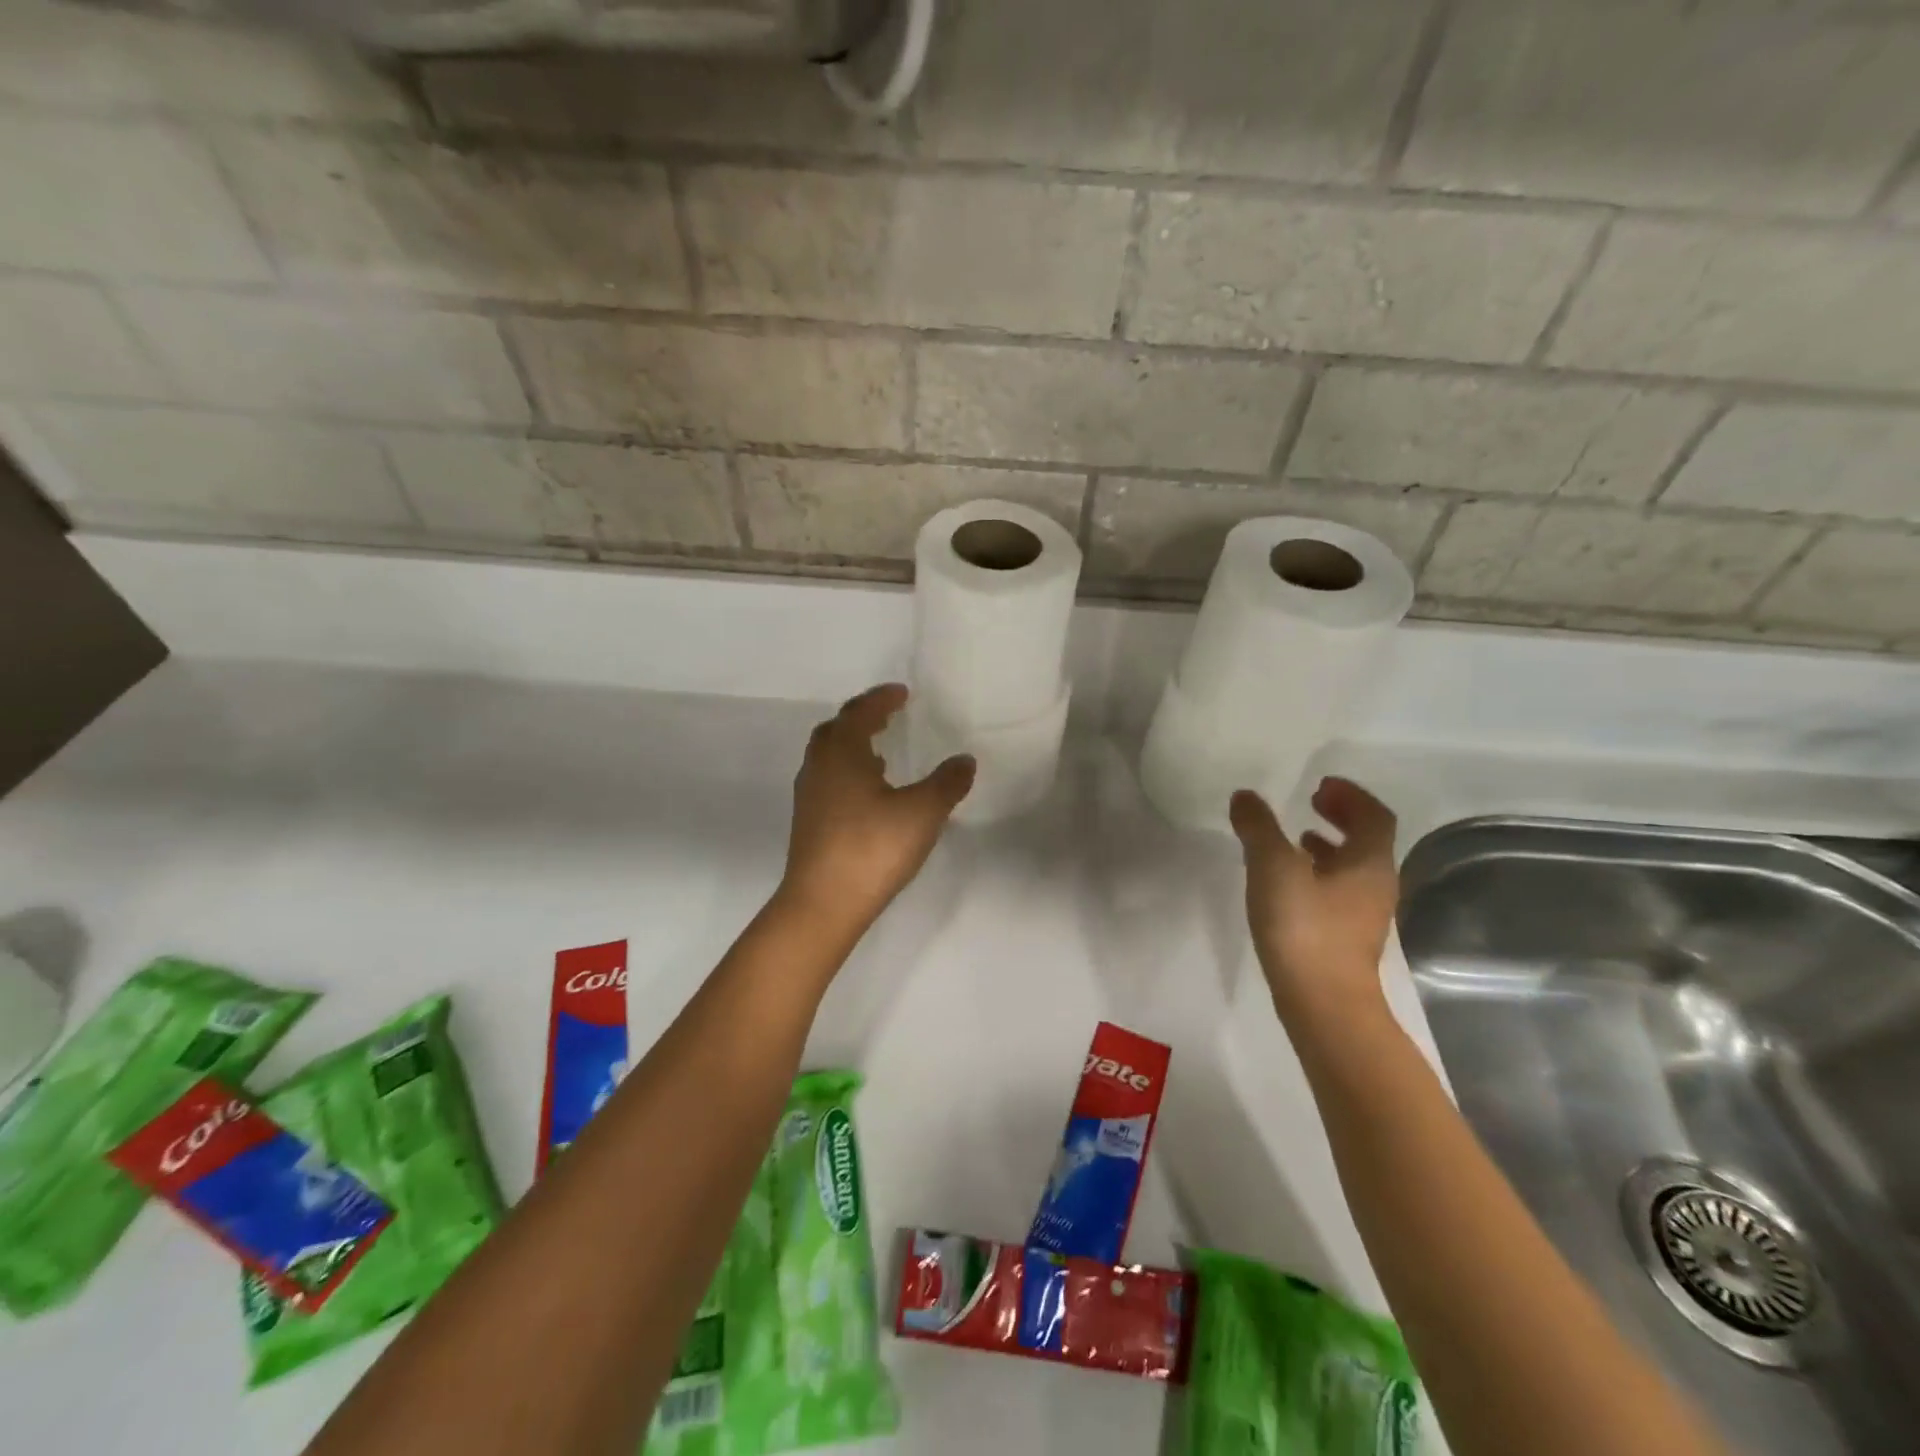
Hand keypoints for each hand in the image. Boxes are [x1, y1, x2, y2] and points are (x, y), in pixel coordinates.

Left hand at [777, 684, 974, 935]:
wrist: (823, 904)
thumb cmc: (872, 848)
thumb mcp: (922, 813)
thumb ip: (947, 783)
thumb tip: (965, 760)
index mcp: (842, 754)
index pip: (859, 712)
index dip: (881, 699)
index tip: (902, 693)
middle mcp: (819, 767)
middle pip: (835, 729)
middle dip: (861, 718)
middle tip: (888, 716)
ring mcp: (809, 796)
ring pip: (827, 756)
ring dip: (852, 746)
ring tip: (881, 753)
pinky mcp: (808, 822)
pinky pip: (827, 780)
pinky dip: (847, 772)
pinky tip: (869, 793)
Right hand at [1230, 777, 1398, 1026]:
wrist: (1323, 1004)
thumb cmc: (1304, 928)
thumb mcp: (1273, 867)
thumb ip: (1258, 828)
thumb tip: (1245, 797)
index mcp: (1369, 862)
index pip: (1374, 815)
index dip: (1350, 794)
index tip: (1319, 784)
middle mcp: (1375, 884)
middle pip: (1367, 840)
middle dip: (1341, 816)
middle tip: (1310, 802)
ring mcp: (1363, 915)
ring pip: (1352, 867)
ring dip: (1329, 845)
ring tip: (1295, 838)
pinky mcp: (1345, 937)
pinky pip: (1338, 890)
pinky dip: (1318, 873)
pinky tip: (1288, 882)